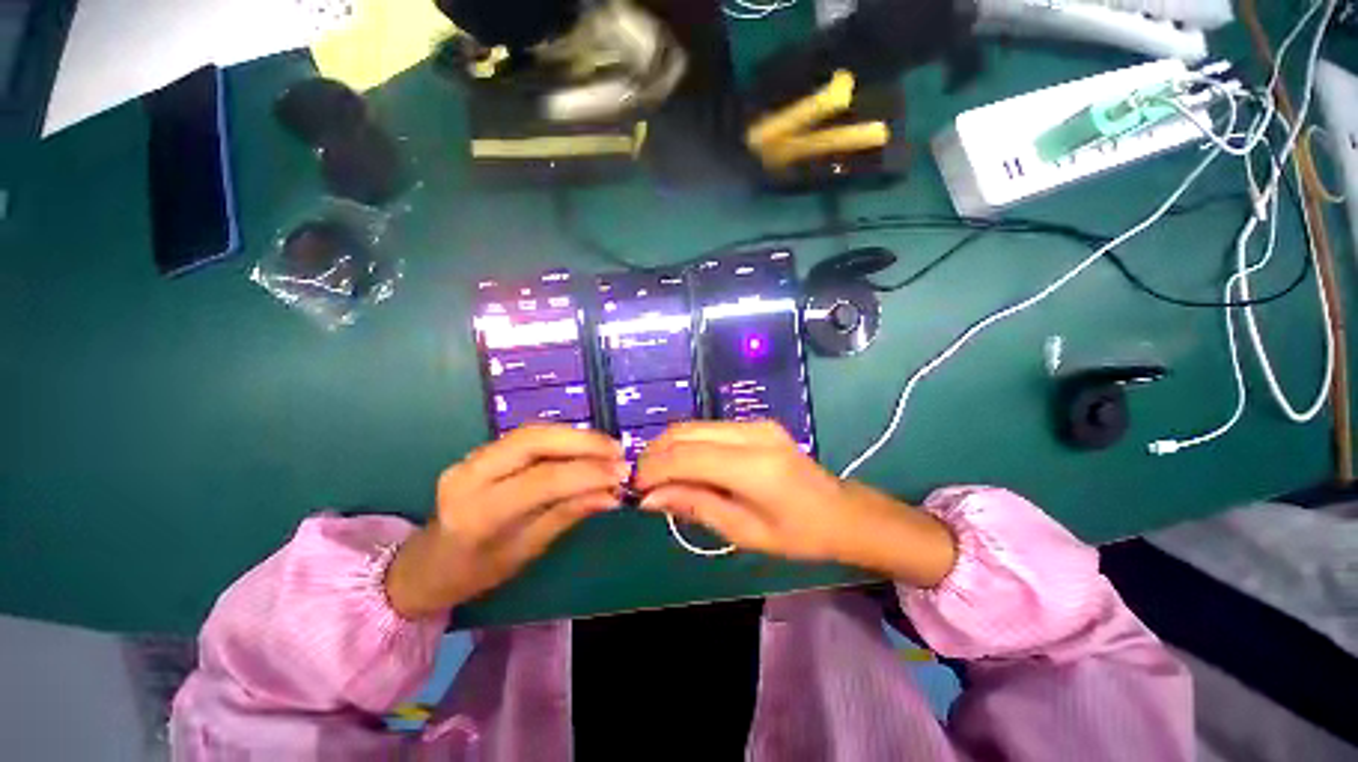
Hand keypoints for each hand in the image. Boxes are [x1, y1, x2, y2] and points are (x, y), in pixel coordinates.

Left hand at [385, 425, 627, 618]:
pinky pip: (528, 436)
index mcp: (477, 512)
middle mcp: (469, 474)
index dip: (587, 472)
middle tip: (617, 451)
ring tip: (607, 447)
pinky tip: (583, 446)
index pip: (541, 480)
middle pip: (534, 440)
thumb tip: (612, 494)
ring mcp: (472, 457)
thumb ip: (568, 514)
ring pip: (532, 432)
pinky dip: (562, 438)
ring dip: (575, 436)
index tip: (622, 473)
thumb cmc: (476, 571)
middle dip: (583, 441)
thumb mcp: (526, 551)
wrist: (426, 563)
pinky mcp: (481, 450)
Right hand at [634, 421, 956, 586]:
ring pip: (694, 426)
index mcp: (753, 466)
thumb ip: (695, 506)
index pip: (686, 457)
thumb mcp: (744, 531)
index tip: (634, 489)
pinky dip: (687, 444)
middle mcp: (751, 434)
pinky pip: (708, 429)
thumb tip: (650, 498)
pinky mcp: (756, 423)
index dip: (654, 469)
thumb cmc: (798, 534)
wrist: (841, 511)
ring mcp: (755, 423)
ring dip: (669, 446)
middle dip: (655, 454)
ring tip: (657, 474)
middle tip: (640, 481)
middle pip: (685, 432)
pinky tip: (683, 464)